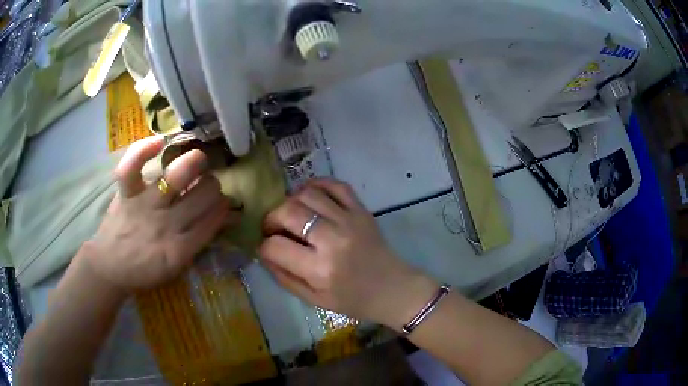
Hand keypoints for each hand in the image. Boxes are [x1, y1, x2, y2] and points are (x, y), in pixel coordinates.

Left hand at [82, 136, 239, 292]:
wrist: (109, 268)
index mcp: (179, 250)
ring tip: (197, 161)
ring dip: (194, 164)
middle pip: (202, 195)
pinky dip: (143, 150)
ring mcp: (144, 206)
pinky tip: (159, 142)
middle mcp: (165, 224)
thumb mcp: (176, 267)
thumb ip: (198, 242)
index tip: (225, 201)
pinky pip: (132, 167)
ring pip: (177, 176)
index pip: (212, 221)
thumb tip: (223, 216)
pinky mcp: (126, 194)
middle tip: (209, 186)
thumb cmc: (144, 270)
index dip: (223, 207)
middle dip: (212, 186)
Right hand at [259, 179, 436, 328]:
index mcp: (320, 269)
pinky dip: (317, 185)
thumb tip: (263, 252)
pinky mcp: (361, 210)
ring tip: (291, 214)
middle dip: (271, 218)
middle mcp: (333, 239)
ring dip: (291, 201)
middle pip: (288, 211)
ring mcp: (349, 220)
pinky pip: (335, 184)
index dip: (264, 246)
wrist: (393, 289)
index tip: (267, 248)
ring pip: (307, 193)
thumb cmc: (352, 300)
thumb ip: (284, 277)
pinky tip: (309, 196)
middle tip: (273, 228)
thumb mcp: (313, 299)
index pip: (275, 246)